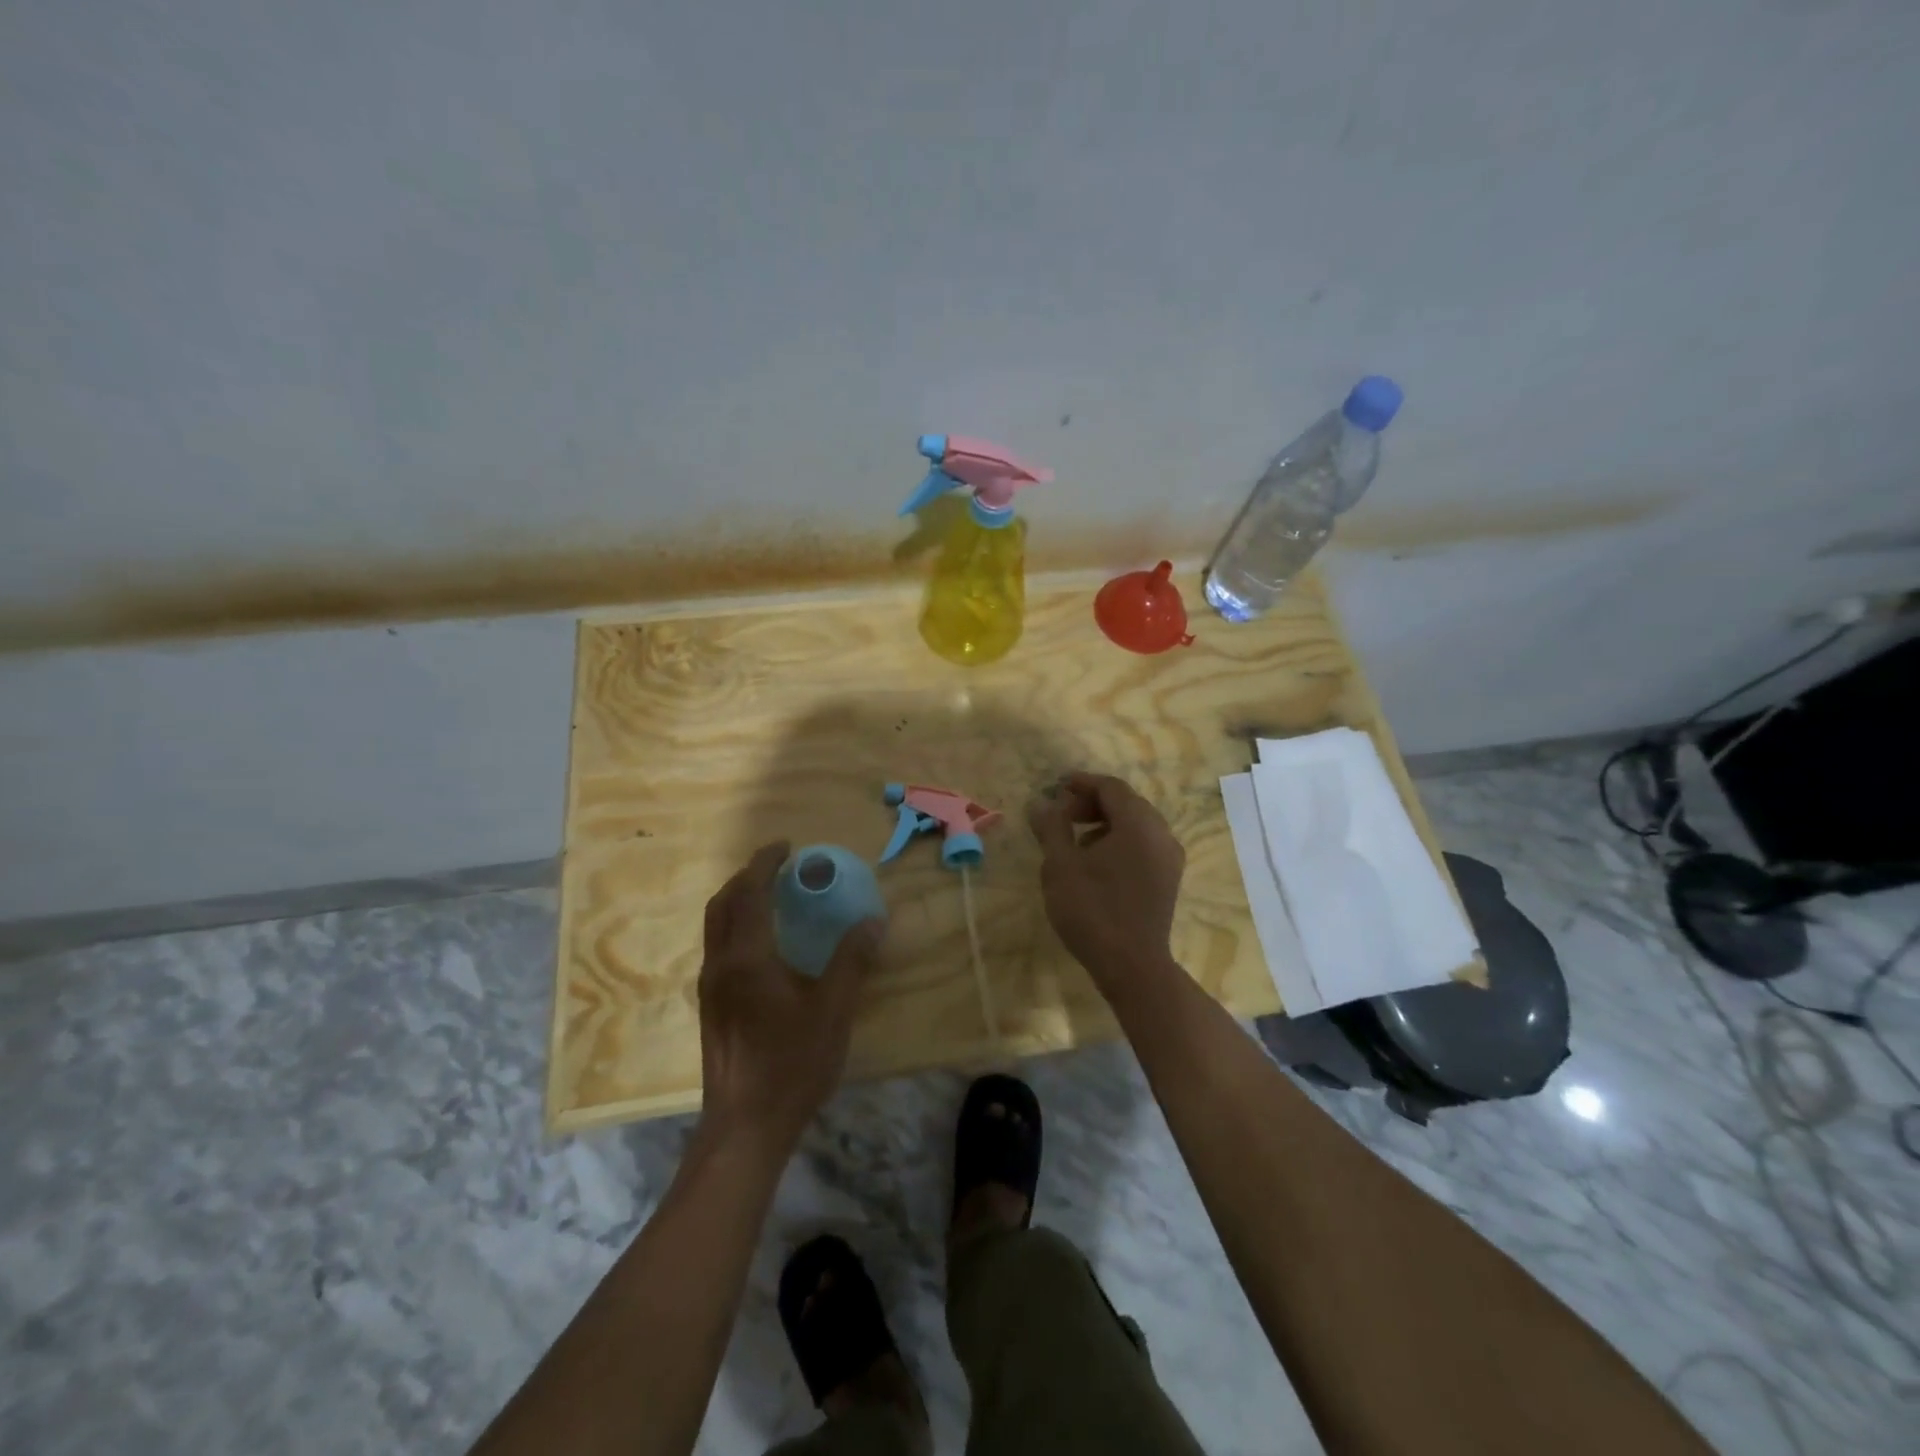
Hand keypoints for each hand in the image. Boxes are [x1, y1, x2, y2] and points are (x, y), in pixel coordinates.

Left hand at [697, 842, 883, 1153]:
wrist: (745, 1127)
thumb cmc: (791, 1065)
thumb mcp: (833, 1010)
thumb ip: (851, 961)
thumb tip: (873, 920)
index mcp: (746, 958)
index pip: (750, 894)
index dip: (766, 864)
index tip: (787, 847)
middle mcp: (720, 965)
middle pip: (723, 904)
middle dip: (747, 877)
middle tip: (779, 867)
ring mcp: (710, 988)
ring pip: (716, 927)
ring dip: (739, 900)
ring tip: (772, 896)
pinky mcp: (711, 1007)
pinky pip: (719, 947)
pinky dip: (737, 926)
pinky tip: (764, 944)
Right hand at [1027, 772, 1185, 995]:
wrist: (1132, 966)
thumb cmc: (1092, 910)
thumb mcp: (1061, 865)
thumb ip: (1051, 827)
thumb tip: (1041, 802)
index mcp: (1139, 824)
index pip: (1111, 787)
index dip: (1082, 783)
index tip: (1056, 786)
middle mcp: (1161, 834)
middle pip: (1127, 803)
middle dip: (1093, 803)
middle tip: (1062, 814)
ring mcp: (1169, 858)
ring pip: (1136, 825)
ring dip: (1105, 823)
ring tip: (1075, 840)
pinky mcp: (1168, 880)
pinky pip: (1144, 845)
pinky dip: (1120, 842)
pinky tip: (1096, 863)